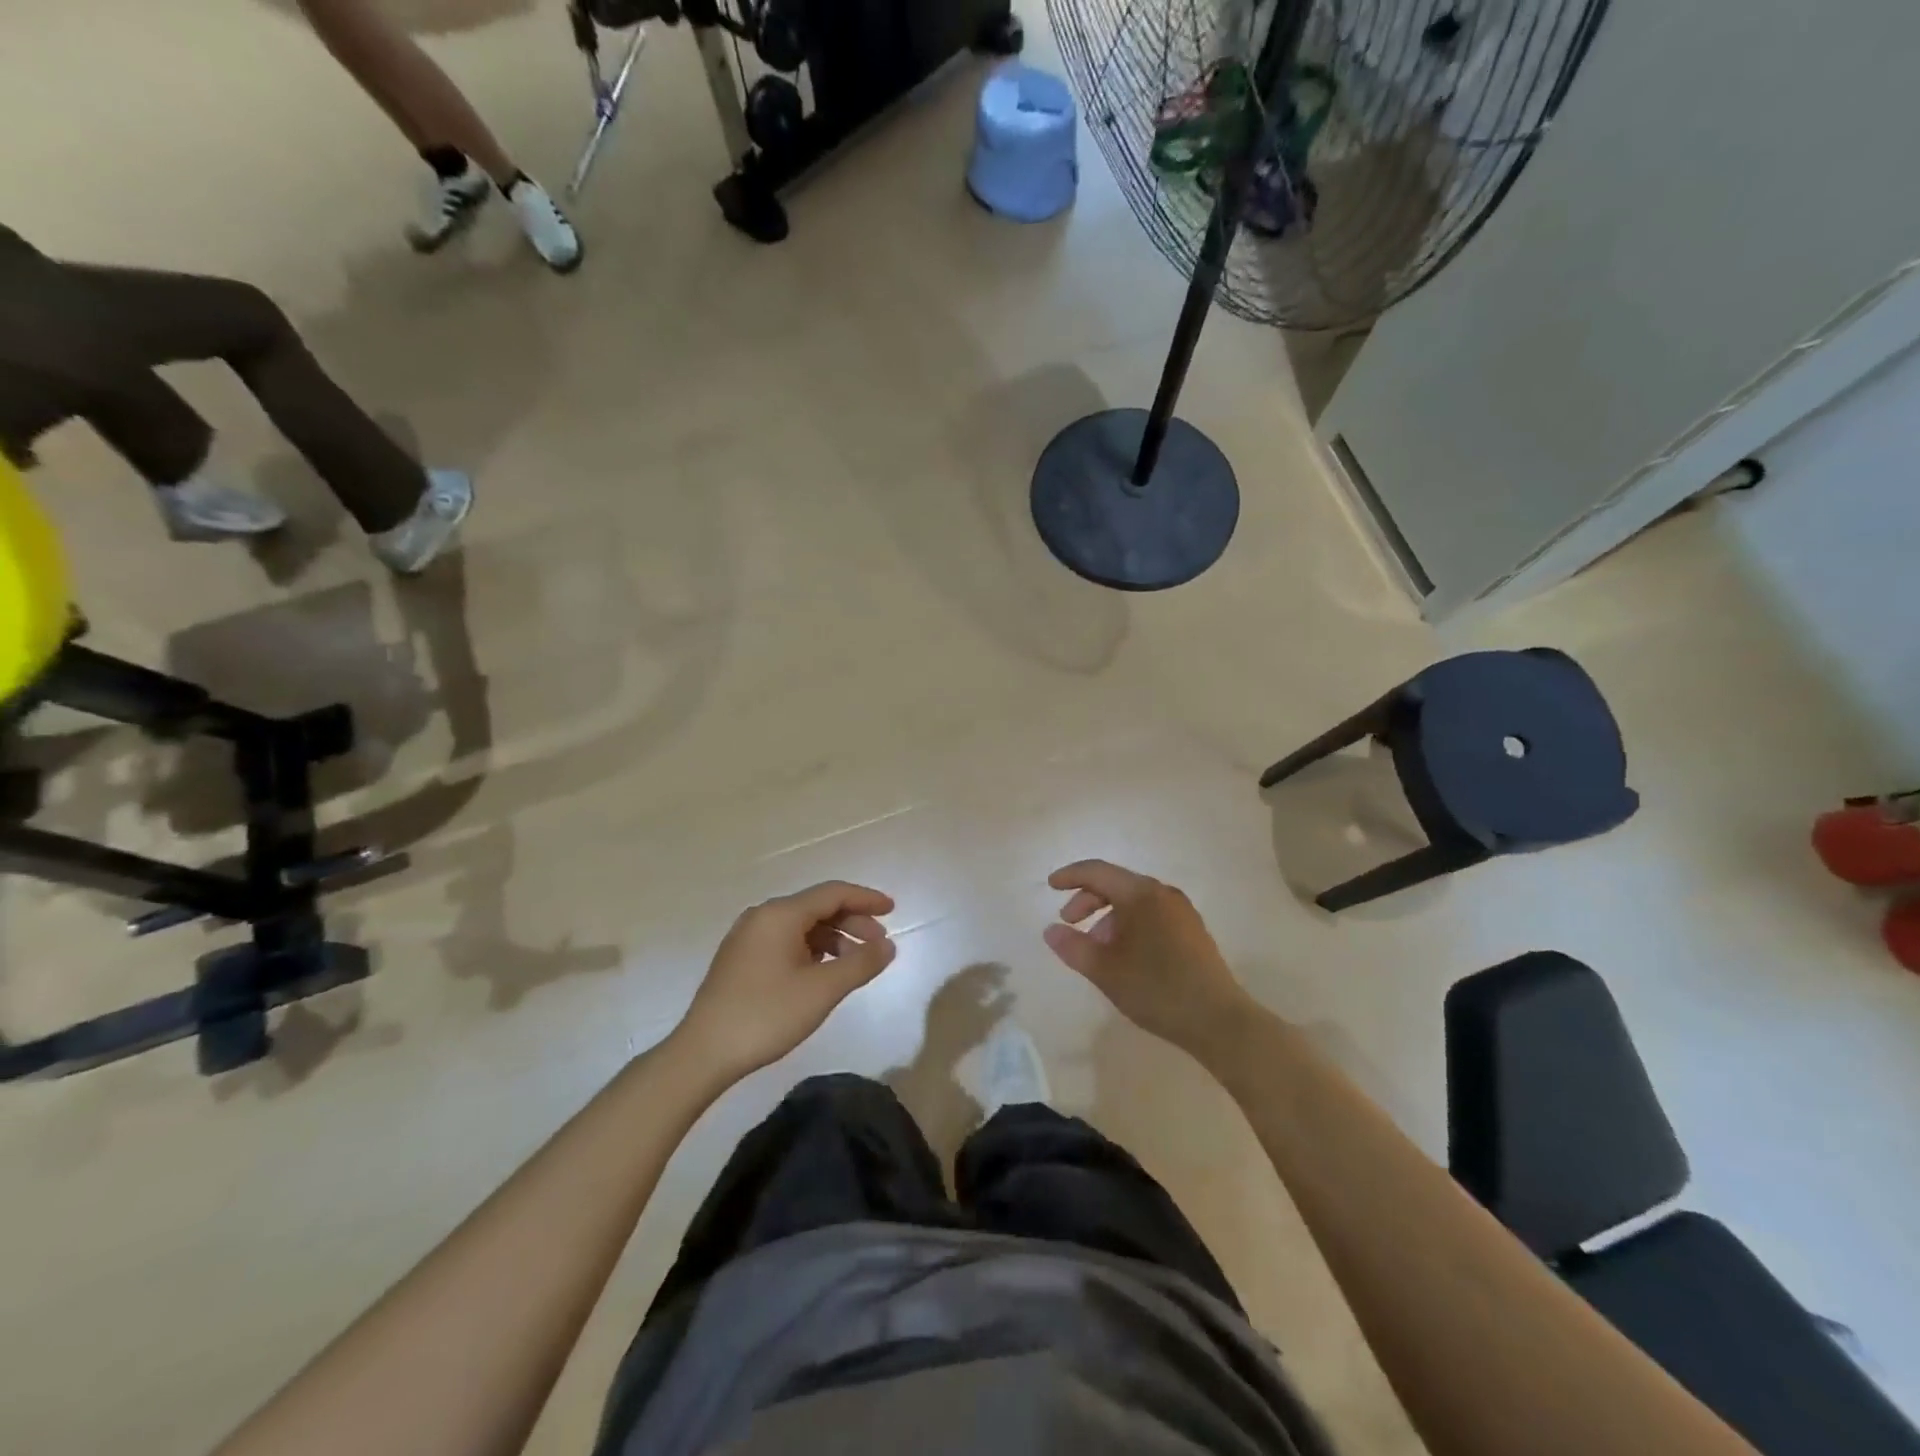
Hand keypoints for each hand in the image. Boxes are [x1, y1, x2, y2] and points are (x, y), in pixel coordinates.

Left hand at [675, 881, 897, 1078]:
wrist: (703, 1053)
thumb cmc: (766, 1015)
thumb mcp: (822, 990)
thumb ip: (860, 963)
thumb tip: (888, 945)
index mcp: (781, 914)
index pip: (833, 893)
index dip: (866, 898)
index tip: (893, 910)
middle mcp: (763, 916)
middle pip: (817, 907)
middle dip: (853, 922)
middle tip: (879, 945)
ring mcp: (748, 937)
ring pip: (802, 926)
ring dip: (834, 939)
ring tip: (855, 964)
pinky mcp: (741, 958)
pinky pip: (786, 941)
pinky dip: (812, 950)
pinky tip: (824, 972)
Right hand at [1043, 859, 1254, 1060]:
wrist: (1218, 1021)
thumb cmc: (1156, 989)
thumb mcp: (1105, 971)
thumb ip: (1073, 947)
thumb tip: (1051, 930)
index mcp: (1141, 894)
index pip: (1098, 872)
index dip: (1070, 876)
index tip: (1050, 886)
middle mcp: (1163, 894)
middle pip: (1117, 884)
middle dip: (1088, 900)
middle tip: (1069, 923)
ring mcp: (1182, 911)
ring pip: (1134, 901)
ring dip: (1108, 916)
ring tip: (1096, 948)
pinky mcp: (1192, 931)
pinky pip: (1151, 914)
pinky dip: (1129, 924)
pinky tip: (1124, 954)